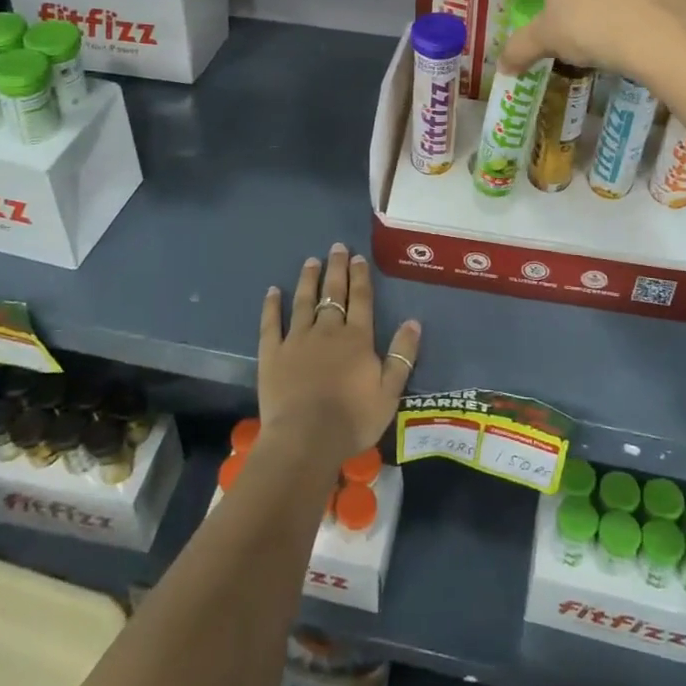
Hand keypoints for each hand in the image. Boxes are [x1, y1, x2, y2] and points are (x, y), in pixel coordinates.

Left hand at [257, 244, 420, 466]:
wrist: (307, 438)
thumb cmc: (353, 419)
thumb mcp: (390, 392)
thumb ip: (402, 356)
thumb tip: (413, 322)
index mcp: (357, 338)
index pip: (361, 300)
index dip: (361, 277)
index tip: (358, 258)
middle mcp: (328, 330)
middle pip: (333, 293)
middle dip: (336, 269)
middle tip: (336, 247)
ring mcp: (297, 339)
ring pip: (304, 302)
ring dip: (308, 280)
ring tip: (311, 261)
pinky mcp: (273, 353)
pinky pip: (272, 323)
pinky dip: (272, 306)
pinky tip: (272, 291)